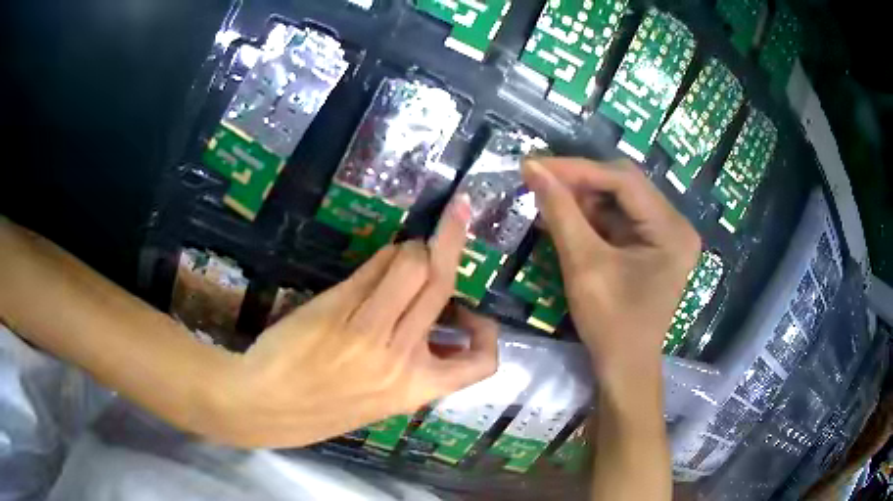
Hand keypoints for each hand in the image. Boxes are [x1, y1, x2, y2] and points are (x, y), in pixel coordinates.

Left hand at [204, 196, 497, 447]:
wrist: (266, 407)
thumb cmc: (322, 409)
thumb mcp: (380, 400)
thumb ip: (411, 366)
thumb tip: (430, 320)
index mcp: (416, 390)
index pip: (478, 363)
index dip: (487, 333)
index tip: (471, 313)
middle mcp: (401, 358)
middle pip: (441, 284)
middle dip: (452, 241)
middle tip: (456, 216)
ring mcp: (369, 331)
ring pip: (412, 265)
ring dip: (413, 245)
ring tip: (404, 252)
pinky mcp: (338, 308)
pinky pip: (375, 267)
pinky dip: (385, 255)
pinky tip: (381, 259)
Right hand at [522, 158, 699, 381]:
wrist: (625, 368)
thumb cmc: (611, 324)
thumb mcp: (584, 265)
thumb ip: (560, 211)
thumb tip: (533, 168)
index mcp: (671, 229)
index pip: (624, 180)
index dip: (577, 169)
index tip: (535, 165)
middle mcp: (676, 225)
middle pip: (624, 186)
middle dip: (579, 183)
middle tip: (538, 180)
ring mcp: (666, 235)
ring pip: (619, 201)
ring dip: (583, 199)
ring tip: (546, 199)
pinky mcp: (654, 246)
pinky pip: (620, 220)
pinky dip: (591, 218)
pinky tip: (564, 218)